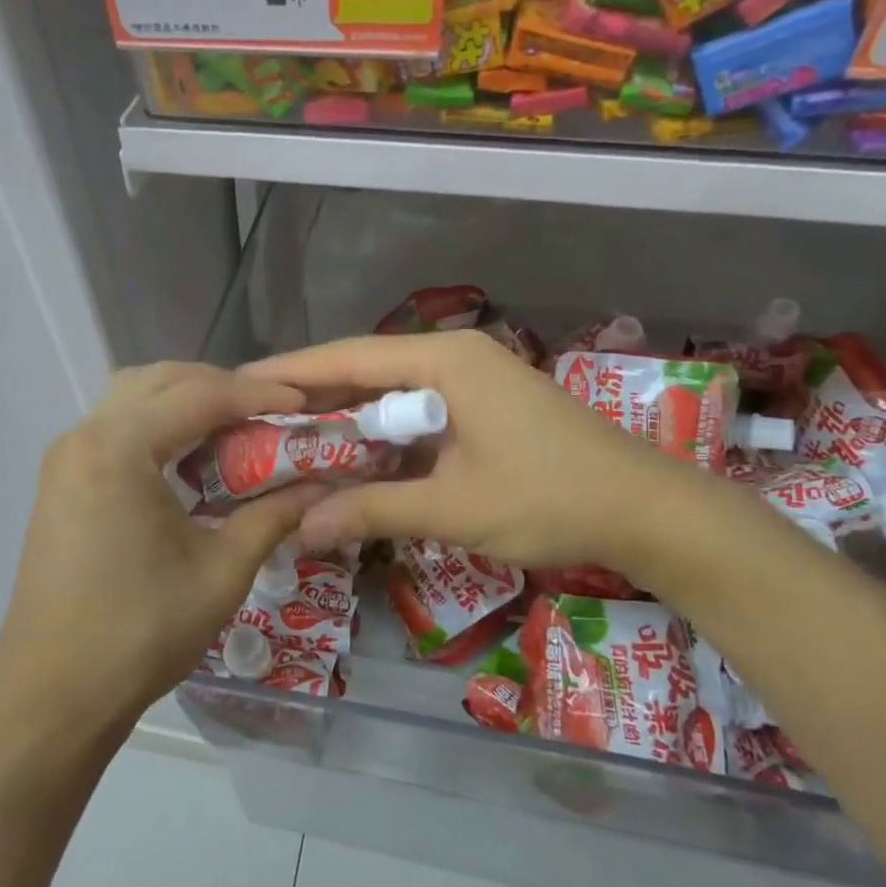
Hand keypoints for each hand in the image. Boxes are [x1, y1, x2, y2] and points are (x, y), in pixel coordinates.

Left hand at [0, 363, 328, 734]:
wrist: (52, 695)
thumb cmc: (139, 633)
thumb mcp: (221, 572)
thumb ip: (274, 516)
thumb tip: (322, 486)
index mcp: (118, 449)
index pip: (199, 395)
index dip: (258, 395)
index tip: (303, 404)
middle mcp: (84, 436)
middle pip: (162, 381)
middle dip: (221, 388)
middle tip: (270, 413)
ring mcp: (65, 458)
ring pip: (134, 397)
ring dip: (186, 401)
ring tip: (234, 429)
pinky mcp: (60, 481)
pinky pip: (116, 427)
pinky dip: (159, 425)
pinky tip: (190, 458)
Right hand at [244, 331, 719, 580]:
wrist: (647, 510)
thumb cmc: (550, 499)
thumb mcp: (453, 508)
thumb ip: (372, 511)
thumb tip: (300, 530)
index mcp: (443, 361)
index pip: (347, 357)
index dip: (290, 372)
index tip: (238, 384)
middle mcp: (453, 356)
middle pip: (365, 370)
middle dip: (312, 398)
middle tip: (254, 421)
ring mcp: (473, 378)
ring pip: (390, 392)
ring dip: (347, 419)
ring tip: (289, 441)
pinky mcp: (485, 405)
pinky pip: (418, 411)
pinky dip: (383, 433)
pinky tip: (352, 458)